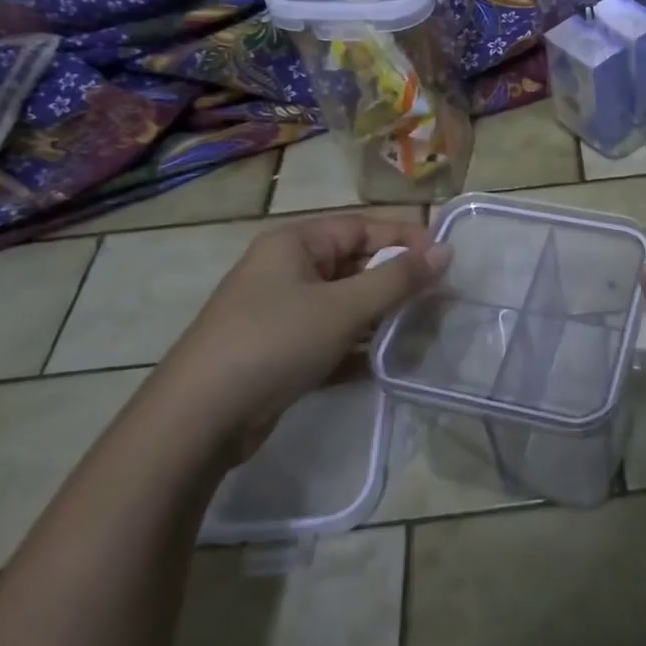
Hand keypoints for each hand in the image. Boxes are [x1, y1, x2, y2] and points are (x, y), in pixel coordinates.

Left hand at [148, 215, 449, 458]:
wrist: (199, 419)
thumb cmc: (275, 342)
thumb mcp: (344, 306)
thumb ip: (398, 278)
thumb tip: (445, 251)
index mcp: (296, 243)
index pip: (363, 226)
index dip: (406, 238)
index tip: (446, 259)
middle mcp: (287, 269)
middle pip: (355, 263)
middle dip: (396, 279)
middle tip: (439, 297)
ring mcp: (282, 311)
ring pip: (345, 302)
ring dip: (381, 314)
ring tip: (422, 328)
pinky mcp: (281, 349)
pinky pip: (331, 335)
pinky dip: (358, 345)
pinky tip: (387, 362)